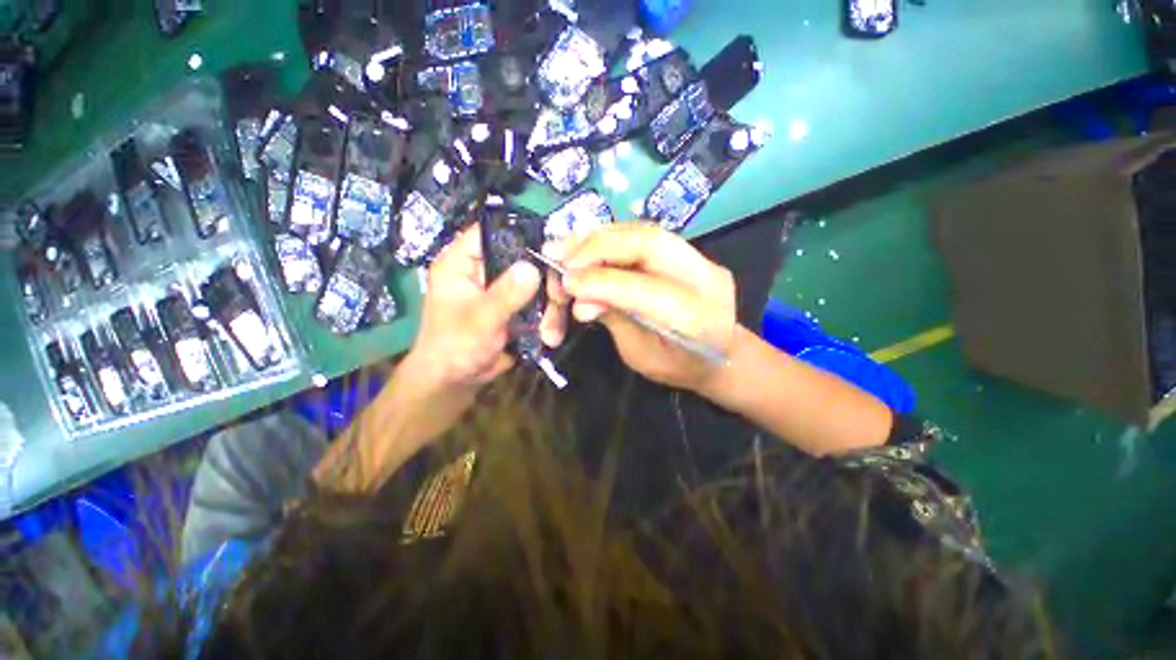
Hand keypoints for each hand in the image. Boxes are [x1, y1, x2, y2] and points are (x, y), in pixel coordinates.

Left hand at [406, 224, 541, 393]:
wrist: (457, 381)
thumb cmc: (454, 347)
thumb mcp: (479, 320)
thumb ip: (505, 295)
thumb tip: (533, 267)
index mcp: (462, 262)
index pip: (490, 231)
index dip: (518, 233)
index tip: (550, 246)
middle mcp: (485, 270)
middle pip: (523, 259)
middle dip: (545, 281)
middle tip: (559, 300)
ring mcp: (503, 289)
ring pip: (537, 284)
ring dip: (549, 307)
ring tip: (550, 332)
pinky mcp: (516, 306)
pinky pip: (539, 303)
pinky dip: (548, 318)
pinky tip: (550, 336)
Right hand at [544, 223, 736, 392]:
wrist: (721, 357)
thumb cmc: (679, 368)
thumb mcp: (641, 356)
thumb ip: (613, 320)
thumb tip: (578, 299)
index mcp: (696, 319)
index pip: (642, 288)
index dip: (599, 282)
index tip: (565, 283)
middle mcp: (705, 278)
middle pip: (647, 242)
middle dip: (596, 247)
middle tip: (560, 257)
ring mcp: (701, 260)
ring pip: (644, 231)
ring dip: (599, 238)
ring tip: (566, 247)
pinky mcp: (689, 252)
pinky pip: (644, 234)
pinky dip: (610, 237)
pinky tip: (587, 244)